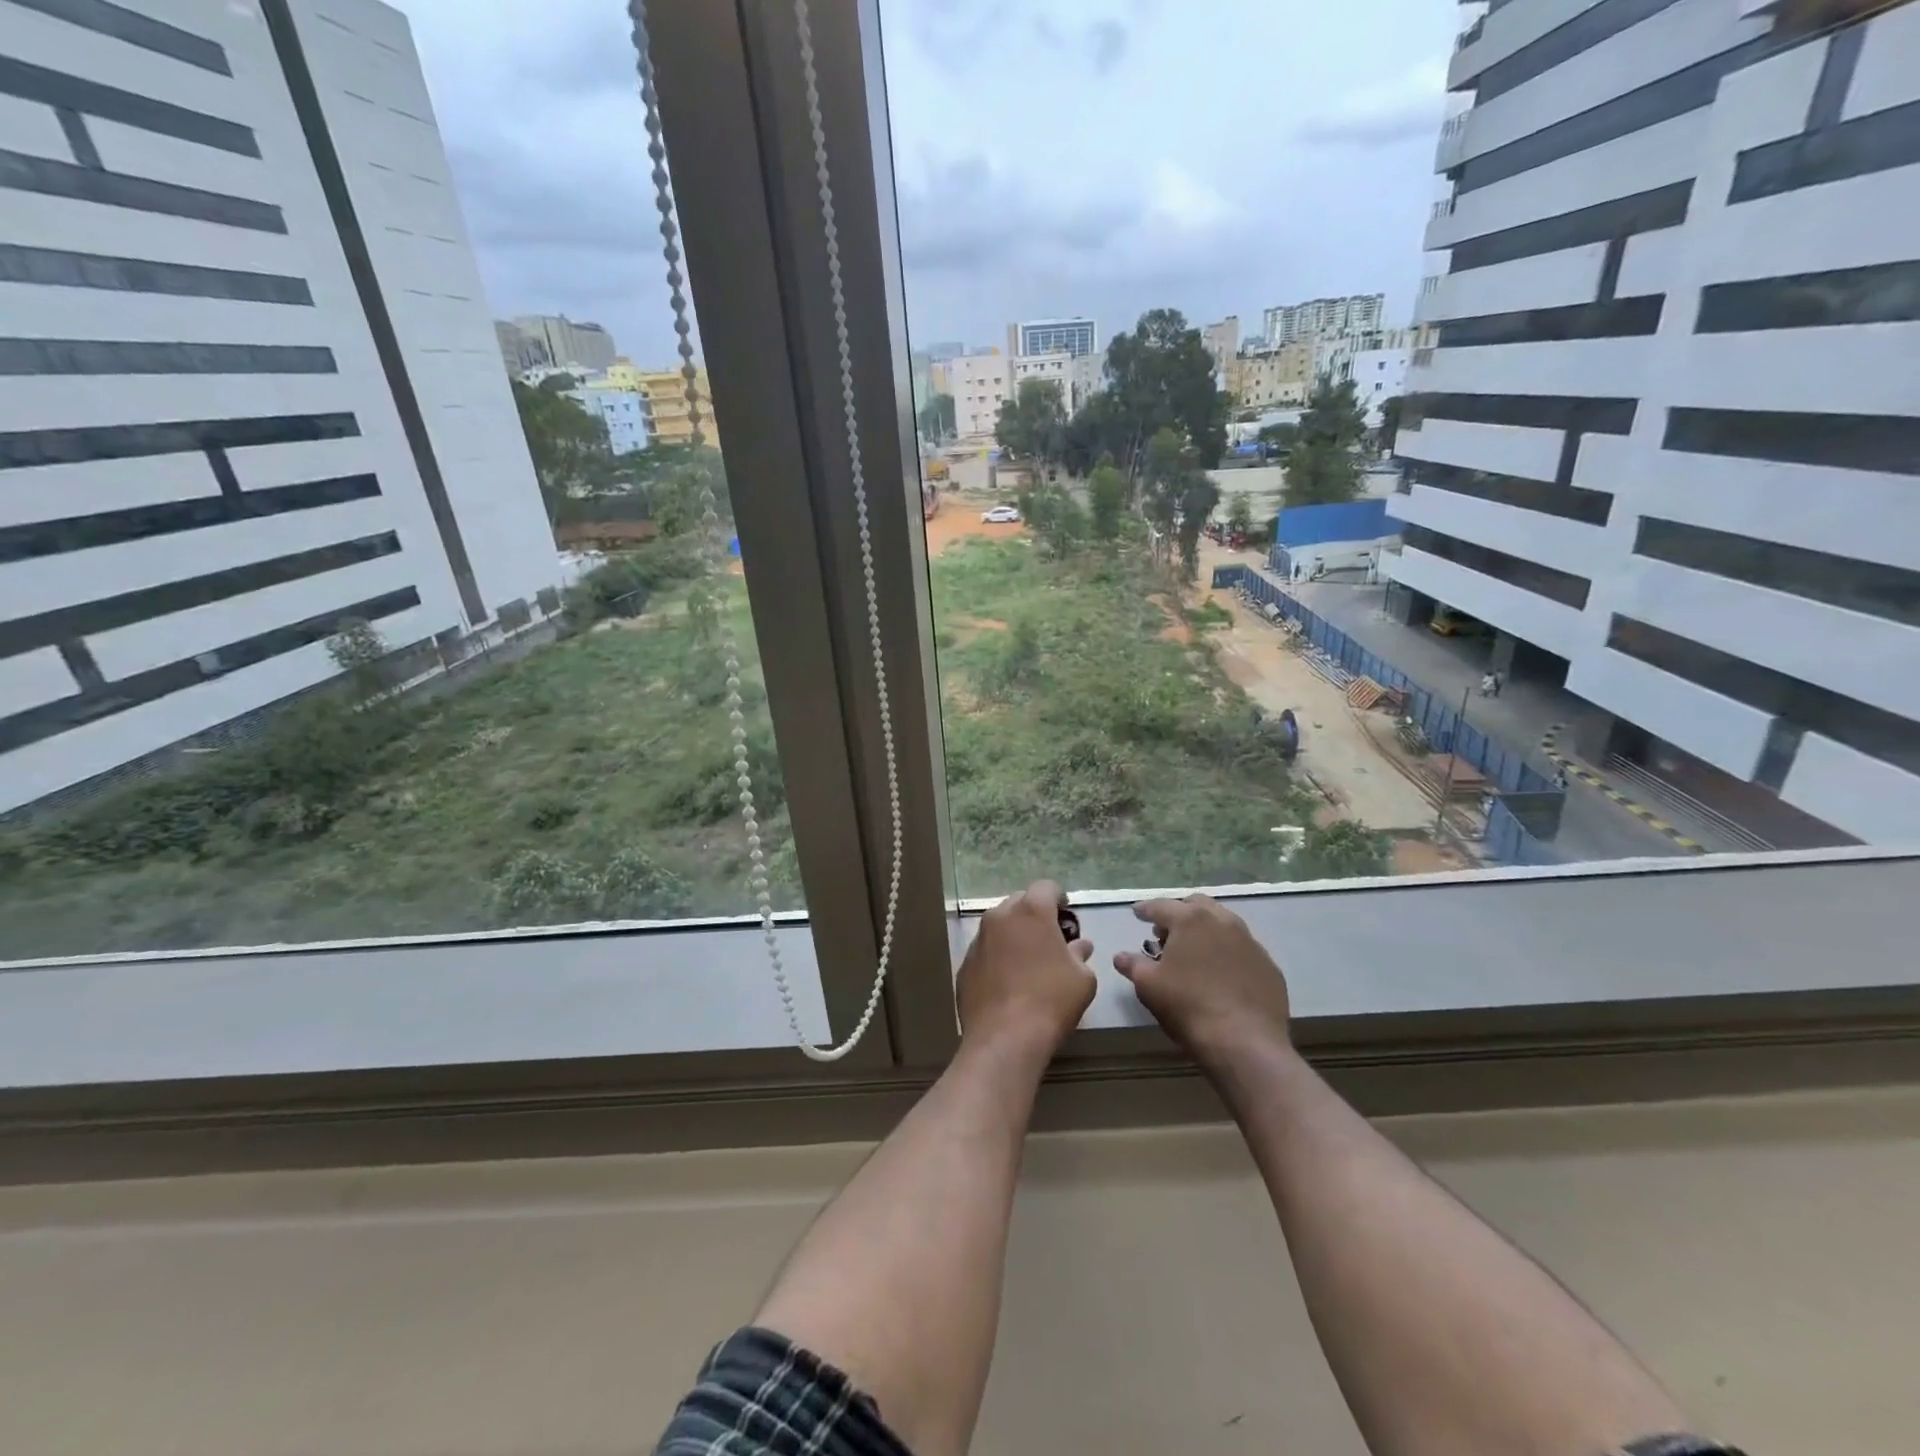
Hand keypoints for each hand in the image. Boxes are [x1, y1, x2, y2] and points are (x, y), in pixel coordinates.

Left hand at [957, 880, 1095, 1050]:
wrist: (1004, 1038)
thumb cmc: (1051, 1001)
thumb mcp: (1082, 978)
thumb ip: (1080, 954)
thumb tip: (1079, 946)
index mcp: (1031, 911)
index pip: (1046, 887)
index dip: (1059, 897)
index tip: (1066, 915)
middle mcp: (1000, 916)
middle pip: (1020, 902)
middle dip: (1035, 914)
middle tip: (1049, 938)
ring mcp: (978, 939)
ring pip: (999, 925)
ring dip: (1014, 934)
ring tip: (1028, 960)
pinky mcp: (965, 963)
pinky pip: (986, 950)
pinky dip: (997, 956)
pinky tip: (1008, 981)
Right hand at [1113, 895, 1290, 1065]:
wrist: (1245, 1043)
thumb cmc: (1188, 1007)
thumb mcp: (1149, 986)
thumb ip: (1132, 965)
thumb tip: (1120, 956)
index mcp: (1190, 920)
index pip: (1160, 906)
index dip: (1145, 910)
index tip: (1137, 913)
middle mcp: (1222, 921)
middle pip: (1196, 905)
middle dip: (1179, 913)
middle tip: (1166, 933)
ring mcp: (1250, 942)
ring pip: (1223, 923)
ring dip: (1205, 929)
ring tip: (1194, 951)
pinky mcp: (1268, 965)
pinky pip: (1242, 949)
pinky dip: (1227, 952)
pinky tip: (1222, 973)